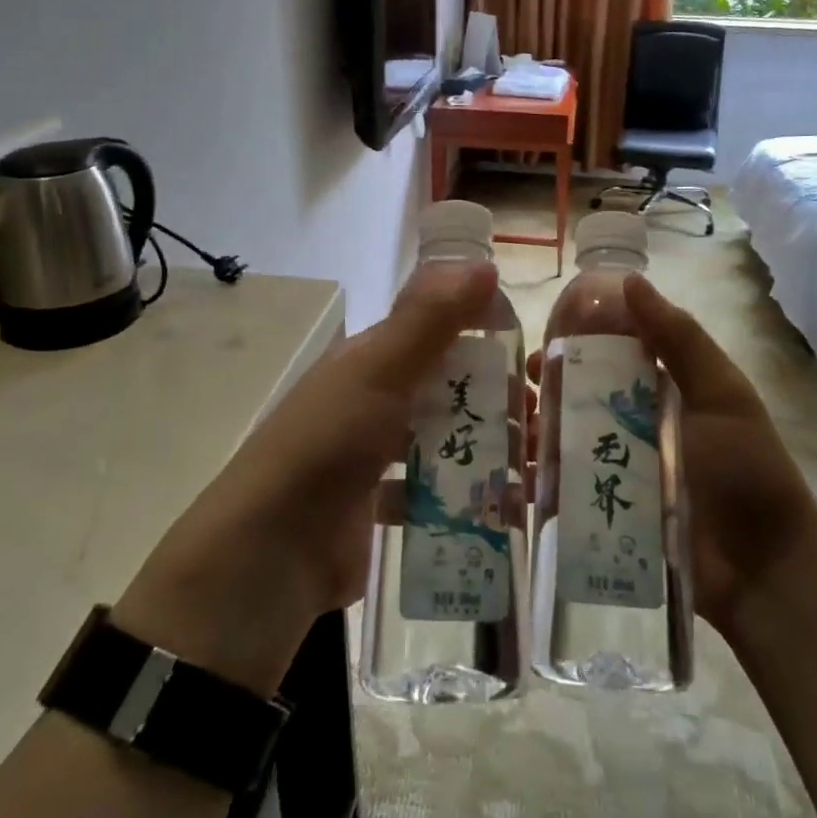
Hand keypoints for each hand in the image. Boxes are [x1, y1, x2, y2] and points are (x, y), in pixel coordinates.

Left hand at [115, 262, 500, 692]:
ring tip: (537, 471)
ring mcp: (380, 457)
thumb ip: (430, 319)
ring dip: (490, 450)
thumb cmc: (328, 444)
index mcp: (373, 359)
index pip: (440, 332)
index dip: (486, 336)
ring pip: (448, 441)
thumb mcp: (379, 371)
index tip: (533, 360)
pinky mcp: (385, 508)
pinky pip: (438, 494)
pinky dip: (470, 498)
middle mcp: (377, 400)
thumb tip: (483, 263)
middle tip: (545, 424)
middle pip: (451, 389)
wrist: (271, 554)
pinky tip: (507, 510)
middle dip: (499, 401)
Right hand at [527, 273, 816, 637]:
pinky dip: (538, 482)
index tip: (538, 345)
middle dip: (544, 393)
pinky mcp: (607, 516)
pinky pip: (564, 493)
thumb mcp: (721, 395)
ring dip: (536, 434)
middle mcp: (635, 427)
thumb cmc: (746, 471)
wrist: (765, 572)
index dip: (571, 346)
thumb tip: (629, 280)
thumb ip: (679, 339)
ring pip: (565, 443)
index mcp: (661, 392)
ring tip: (510, 434)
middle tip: (516, 394)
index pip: (607, 356)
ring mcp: (619, 473)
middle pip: (578, 400)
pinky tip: (515, 477)